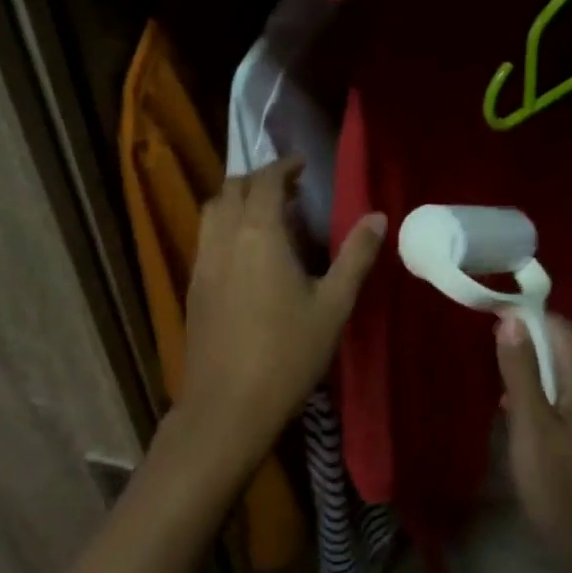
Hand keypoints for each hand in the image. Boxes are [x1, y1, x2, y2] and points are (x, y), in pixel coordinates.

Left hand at [174, 159, 384, 476]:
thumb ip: (356, 256)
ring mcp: (202, 262)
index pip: (265, 181)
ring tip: (267, 214)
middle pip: (231, 188)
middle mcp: (224, 238)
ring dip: (236, 200)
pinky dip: (225, 226)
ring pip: (212, 211)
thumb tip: (379, 217)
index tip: (302, 165)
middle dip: (257, 179)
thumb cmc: (288, 354)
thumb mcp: (334, 305)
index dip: (283, 166)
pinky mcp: (193, 287)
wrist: (228, 407)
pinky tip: (247, 252)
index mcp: (259, 234)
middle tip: (288, 188)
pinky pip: (206, 237)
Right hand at [497, 313, 571, 572]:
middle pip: (566, 355)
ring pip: (566, 384)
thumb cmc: (562, 490)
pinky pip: (571, 409)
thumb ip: (521, 372)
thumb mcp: (532, 427)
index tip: (492, 317)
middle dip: (529, 347)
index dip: (529, 317)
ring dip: (534, 378)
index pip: (563, 330)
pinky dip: (545, 404)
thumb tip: (511, 318)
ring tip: (499, 390)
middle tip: (489, 356)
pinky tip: (522, 425)